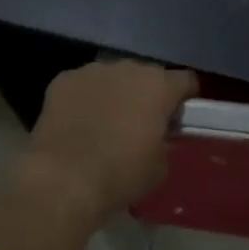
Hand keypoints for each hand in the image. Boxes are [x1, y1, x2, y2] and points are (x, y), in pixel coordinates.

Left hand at [22, 61, 197, 227]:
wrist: (62, 182)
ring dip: (114, 94)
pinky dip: (84, 99)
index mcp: (160, 86)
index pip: (185, 81)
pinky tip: (77, 123)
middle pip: (147, 76)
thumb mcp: (160, 167)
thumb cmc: (120, 175)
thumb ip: (165, 141)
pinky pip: (82, 85)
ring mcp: (93, 70)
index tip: (177, 119)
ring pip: (113, 77)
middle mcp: (129, 68)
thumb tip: (159, 136)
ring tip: (104, 123)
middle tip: (139, 124)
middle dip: (146, 95)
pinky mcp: (63, 80)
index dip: (184, 99)